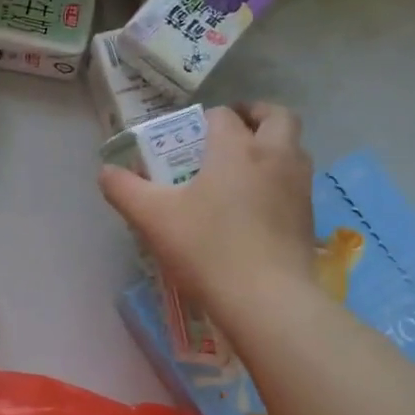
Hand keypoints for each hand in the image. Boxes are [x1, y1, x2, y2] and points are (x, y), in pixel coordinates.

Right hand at [98, 103, 316, 309]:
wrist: (266, 298)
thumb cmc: (207, 248)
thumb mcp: (152, 218)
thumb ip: (124, 189)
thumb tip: (106, 172)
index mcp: (236, 148)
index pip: (223, 115)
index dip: (204, 120)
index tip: (188, 138)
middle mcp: (275, 156)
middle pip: (277, 117)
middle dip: (255, 116)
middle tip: (232, 131)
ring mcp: (298, 187)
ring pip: (293, 148)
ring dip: (272, 146)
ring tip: (243, 169)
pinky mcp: (308, 217)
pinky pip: (296, 183)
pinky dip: (279, 180)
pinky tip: (256, 206)